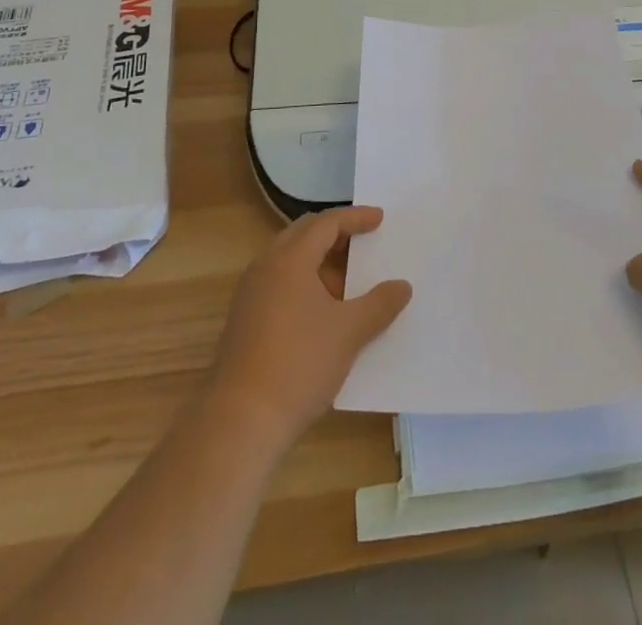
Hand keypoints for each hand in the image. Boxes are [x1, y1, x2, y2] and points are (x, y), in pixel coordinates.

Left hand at [207, 207, 411, 446]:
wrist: (239, 422)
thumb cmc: (299, 364)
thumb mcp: (349, 332)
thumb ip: (379, 304)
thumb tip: (402, 287)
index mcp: (289, 259)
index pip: (326, 223)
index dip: (355, 218)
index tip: (379, 219)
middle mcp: (266, 267)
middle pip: (304, 236)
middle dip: (336, 236)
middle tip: (364, 243)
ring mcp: (250, 295)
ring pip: (290, 262)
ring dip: (320, 263)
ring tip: (350, 282)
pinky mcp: (244, 321)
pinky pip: (280, 285)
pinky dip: (305, 285)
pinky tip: (325, 312)